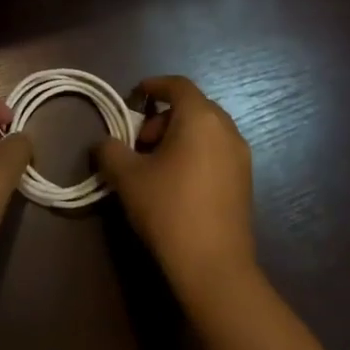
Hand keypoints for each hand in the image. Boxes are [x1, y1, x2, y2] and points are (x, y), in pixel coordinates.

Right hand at [93, 75, 256, 303]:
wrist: (214, 265)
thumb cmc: (169, 209)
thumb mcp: (127, 177)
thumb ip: (110, 150)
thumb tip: (105, 143)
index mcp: (200, 118)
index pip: (177, 85)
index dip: (153, 85)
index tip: (133, 97)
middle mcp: (226, 129)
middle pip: (192, 106)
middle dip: (162, 117)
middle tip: (139, 143)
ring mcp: (240, 156)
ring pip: (205, 130)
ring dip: (178, 136)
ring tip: (155, 165)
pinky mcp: (245, 180)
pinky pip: (216, 150)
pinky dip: (195, 152)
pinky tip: (176, 182)